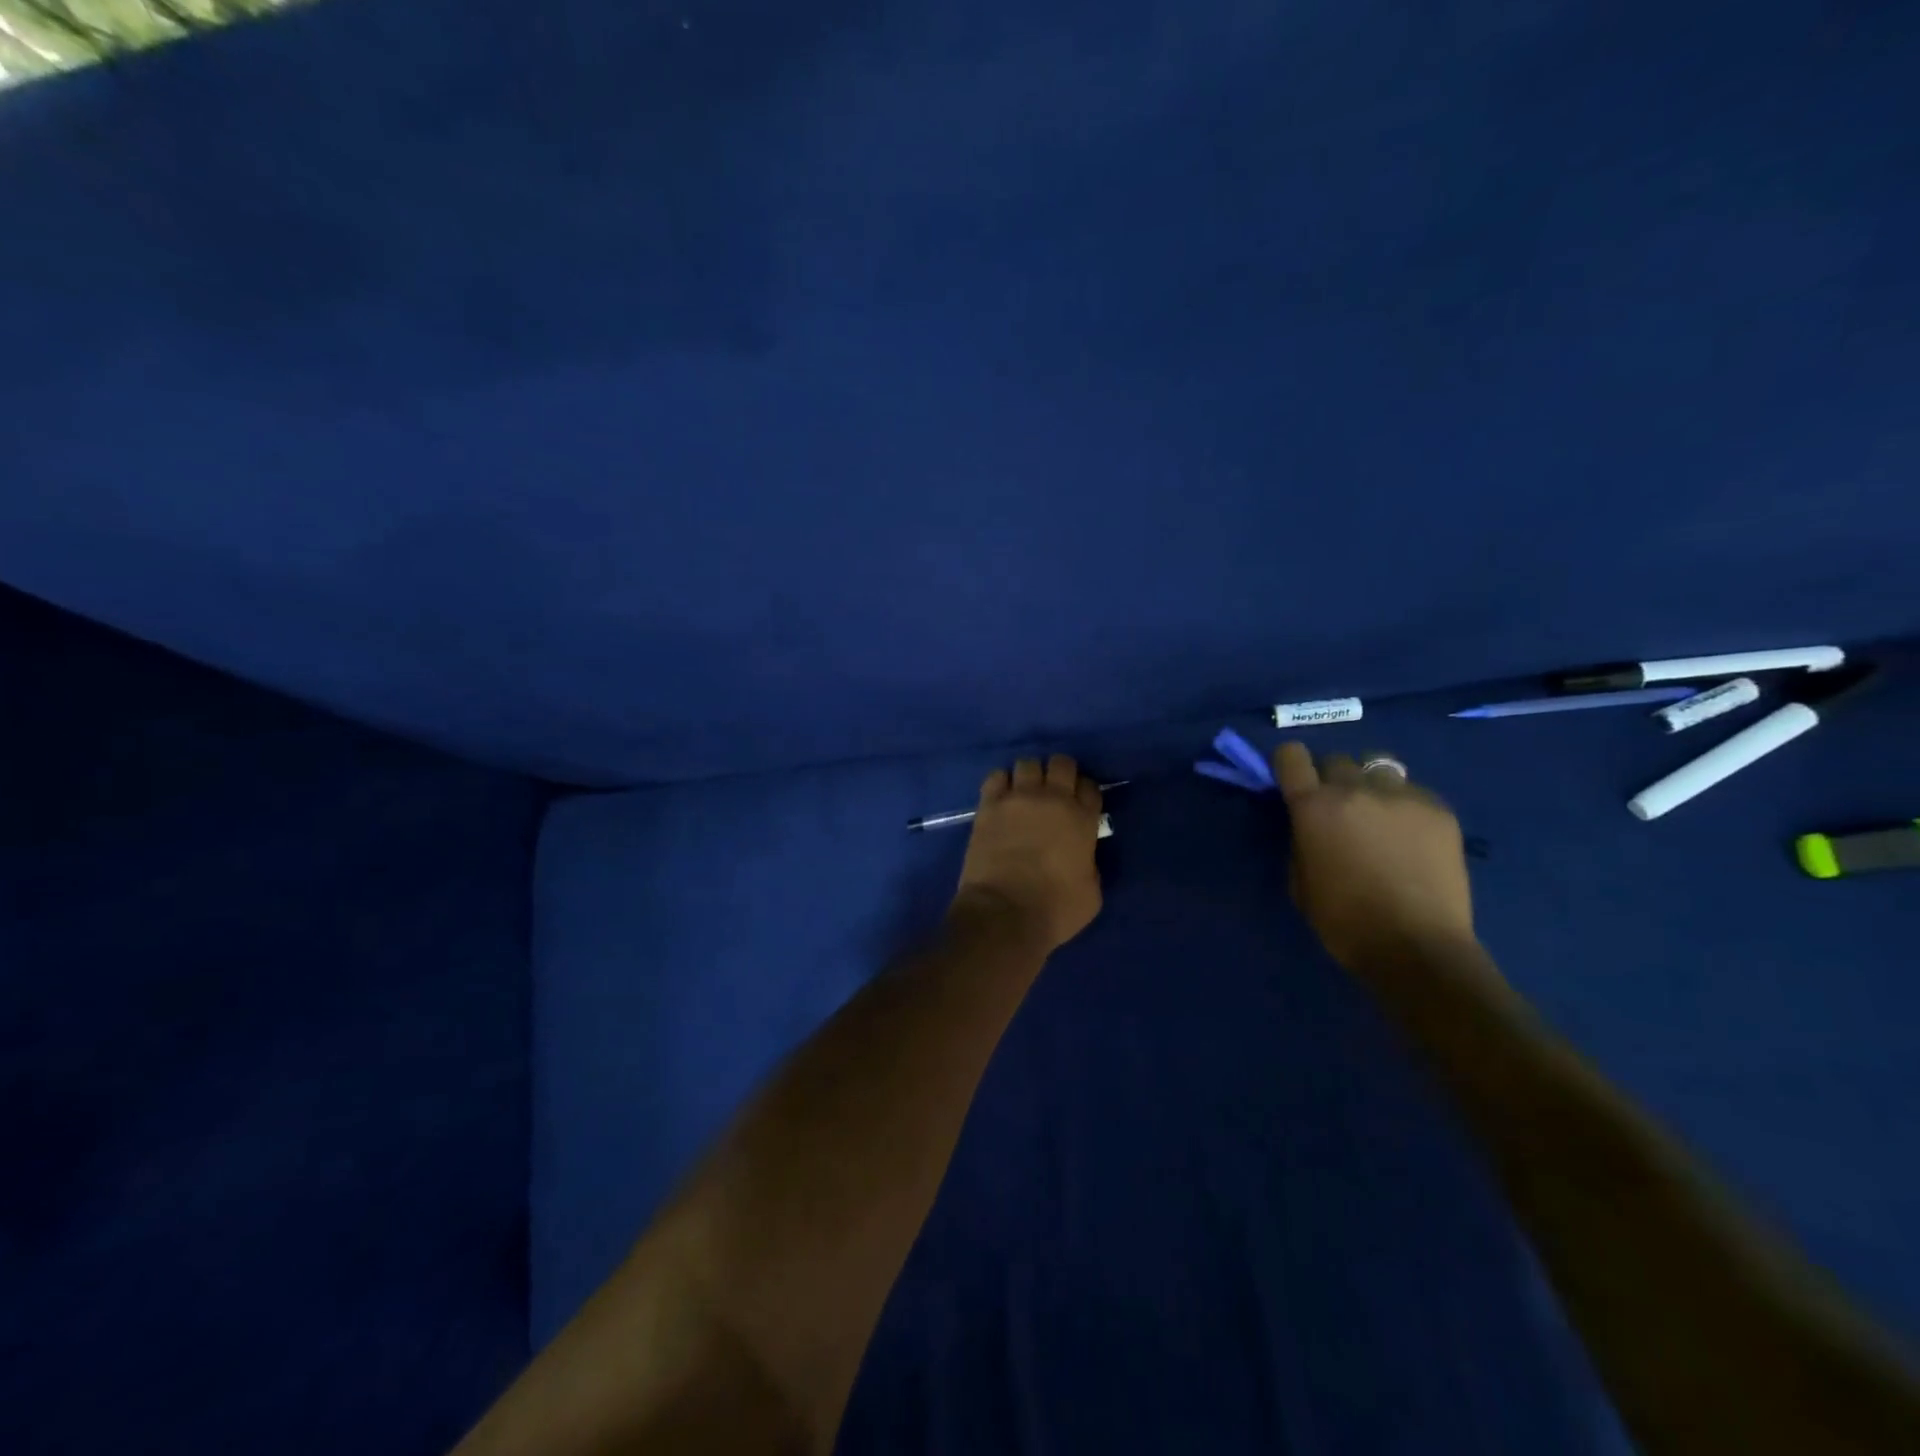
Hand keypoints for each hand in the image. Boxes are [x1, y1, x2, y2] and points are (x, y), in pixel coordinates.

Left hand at [953, 755, 1104, 951]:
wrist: (1004, 913)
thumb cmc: (1054, 910)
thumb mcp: (1091, 893)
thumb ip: (1090, 865)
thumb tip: (1081, 857)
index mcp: (1082, 820)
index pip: (1090, 787)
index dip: (1085, 792)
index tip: (1079, 804)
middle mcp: (1053, 800)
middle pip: (1061, 763)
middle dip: (1060, 773)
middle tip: (1054, 792)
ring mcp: (1018, 799)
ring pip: (1027, 763)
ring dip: (1029, 775)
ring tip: (1025, 792)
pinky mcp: (989, 806)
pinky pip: (996, 777)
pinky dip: (1001, 782)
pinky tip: (1002, 797)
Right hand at [1272, 742, 1477, 970]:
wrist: (1417, 946)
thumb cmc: (1345, 921)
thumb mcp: (1301, 881)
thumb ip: (1301, 841)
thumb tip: (1309, 825)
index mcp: (1314, 807)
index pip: (1291, 756)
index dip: (1289, 764)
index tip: (1293, 781)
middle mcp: (1355, 789)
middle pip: (1337, 760)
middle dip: (1332, 779)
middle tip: (1339, 809)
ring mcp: (1401, 796)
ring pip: (1379, 767)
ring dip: (1371, 785)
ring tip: (1379, 815)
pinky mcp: (1439, 809)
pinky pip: (1413, 792)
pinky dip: (1405, 806)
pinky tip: (1412, 837)